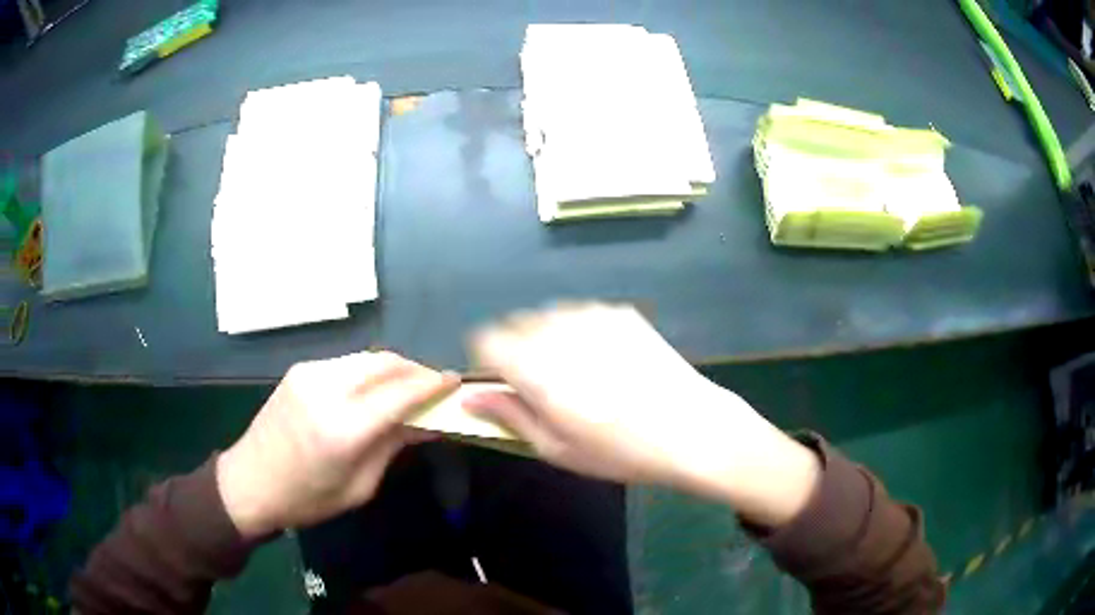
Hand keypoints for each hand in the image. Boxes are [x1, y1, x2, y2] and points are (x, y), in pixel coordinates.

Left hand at [217, 352, 458, 537]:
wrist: (250, 482)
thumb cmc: (308, 498)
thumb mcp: (360, 486)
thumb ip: (393, 446)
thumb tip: (428, 422)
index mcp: (344, 428)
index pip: (401, 393)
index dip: (433, 384)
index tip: (455, 382)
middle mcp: (327, 389)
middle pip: (385, 363)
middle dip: (416, 369)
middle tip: (434, 386)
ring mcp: (310, 374)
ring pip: (366, 357)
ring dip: (393, 368)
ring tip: (407, 388)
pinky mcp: (300, 370)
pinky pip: (347, 363)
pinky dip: (369, 371)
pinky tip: (373, 390)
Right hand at [464, 303, 819, 525]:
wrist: (691, 429)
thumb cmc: (618, 451)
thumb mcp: (555, 447)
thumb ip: (508, 415)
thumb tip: (469, 399)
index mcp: (533, 365)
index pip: (485, 340)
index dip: (489, 361)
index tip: (504, 383)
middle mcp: (557, 330)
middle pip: (516, 324)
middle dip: (518, 349)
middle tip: (545, 386)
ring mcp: (592, 315)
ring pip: (549, 317)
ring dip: (550, 338)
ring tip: (580, 373)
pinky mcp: (621, 313)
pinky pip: (583, 315)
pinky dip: (581, 332)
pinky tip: (608, 361)